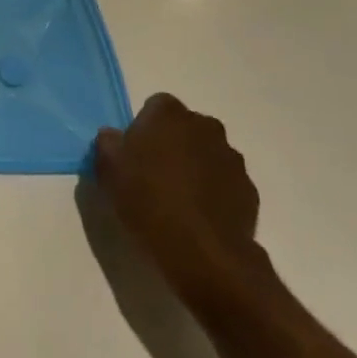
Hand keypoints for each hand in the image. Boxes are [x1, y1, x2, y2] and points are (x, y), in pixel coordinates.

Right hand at [94, 94, 267, 309]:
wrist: (202, 251)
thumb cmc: (146, 201)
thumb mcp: (108, 169)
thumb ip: (108, 143)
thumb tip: (114, 136)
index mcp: (169, 115)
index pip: (155, 106)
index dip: (143, 128)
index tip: (134, 153)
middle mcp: (205, 127)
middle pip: (185, 127)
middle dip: (172, 143)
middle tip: (153, 174)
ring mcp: (232, 157)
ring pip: (207, 153)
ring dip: (194, 166)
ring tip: (177, 199)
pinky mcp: (248, 189)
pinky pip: (224, 181)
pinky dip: (213, 191)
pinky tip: (198, 216)